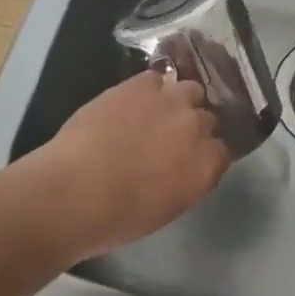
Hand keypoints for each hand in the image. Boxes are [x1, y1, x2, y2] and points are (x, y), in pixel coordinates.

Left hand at [26, 69, 229, 260]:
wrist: (72, 191)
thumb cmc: (116, 217)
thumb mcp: (166, 209)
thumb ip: (187, 181)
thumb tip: (185, 165)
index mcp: (205, 166)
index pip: (222, 150)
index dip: (205, 152)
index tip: (190, 158)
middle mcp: (196, 128)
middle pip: (207, 117)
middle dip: (193, 126)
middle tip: (170, 137)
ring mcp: (170, 101)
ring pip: (190, 89)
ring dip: (179, 100)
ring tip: (157, 111)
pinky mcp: (141, 85)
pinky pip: (157, 78)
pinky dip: (150, 88)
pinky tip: (134, 100)